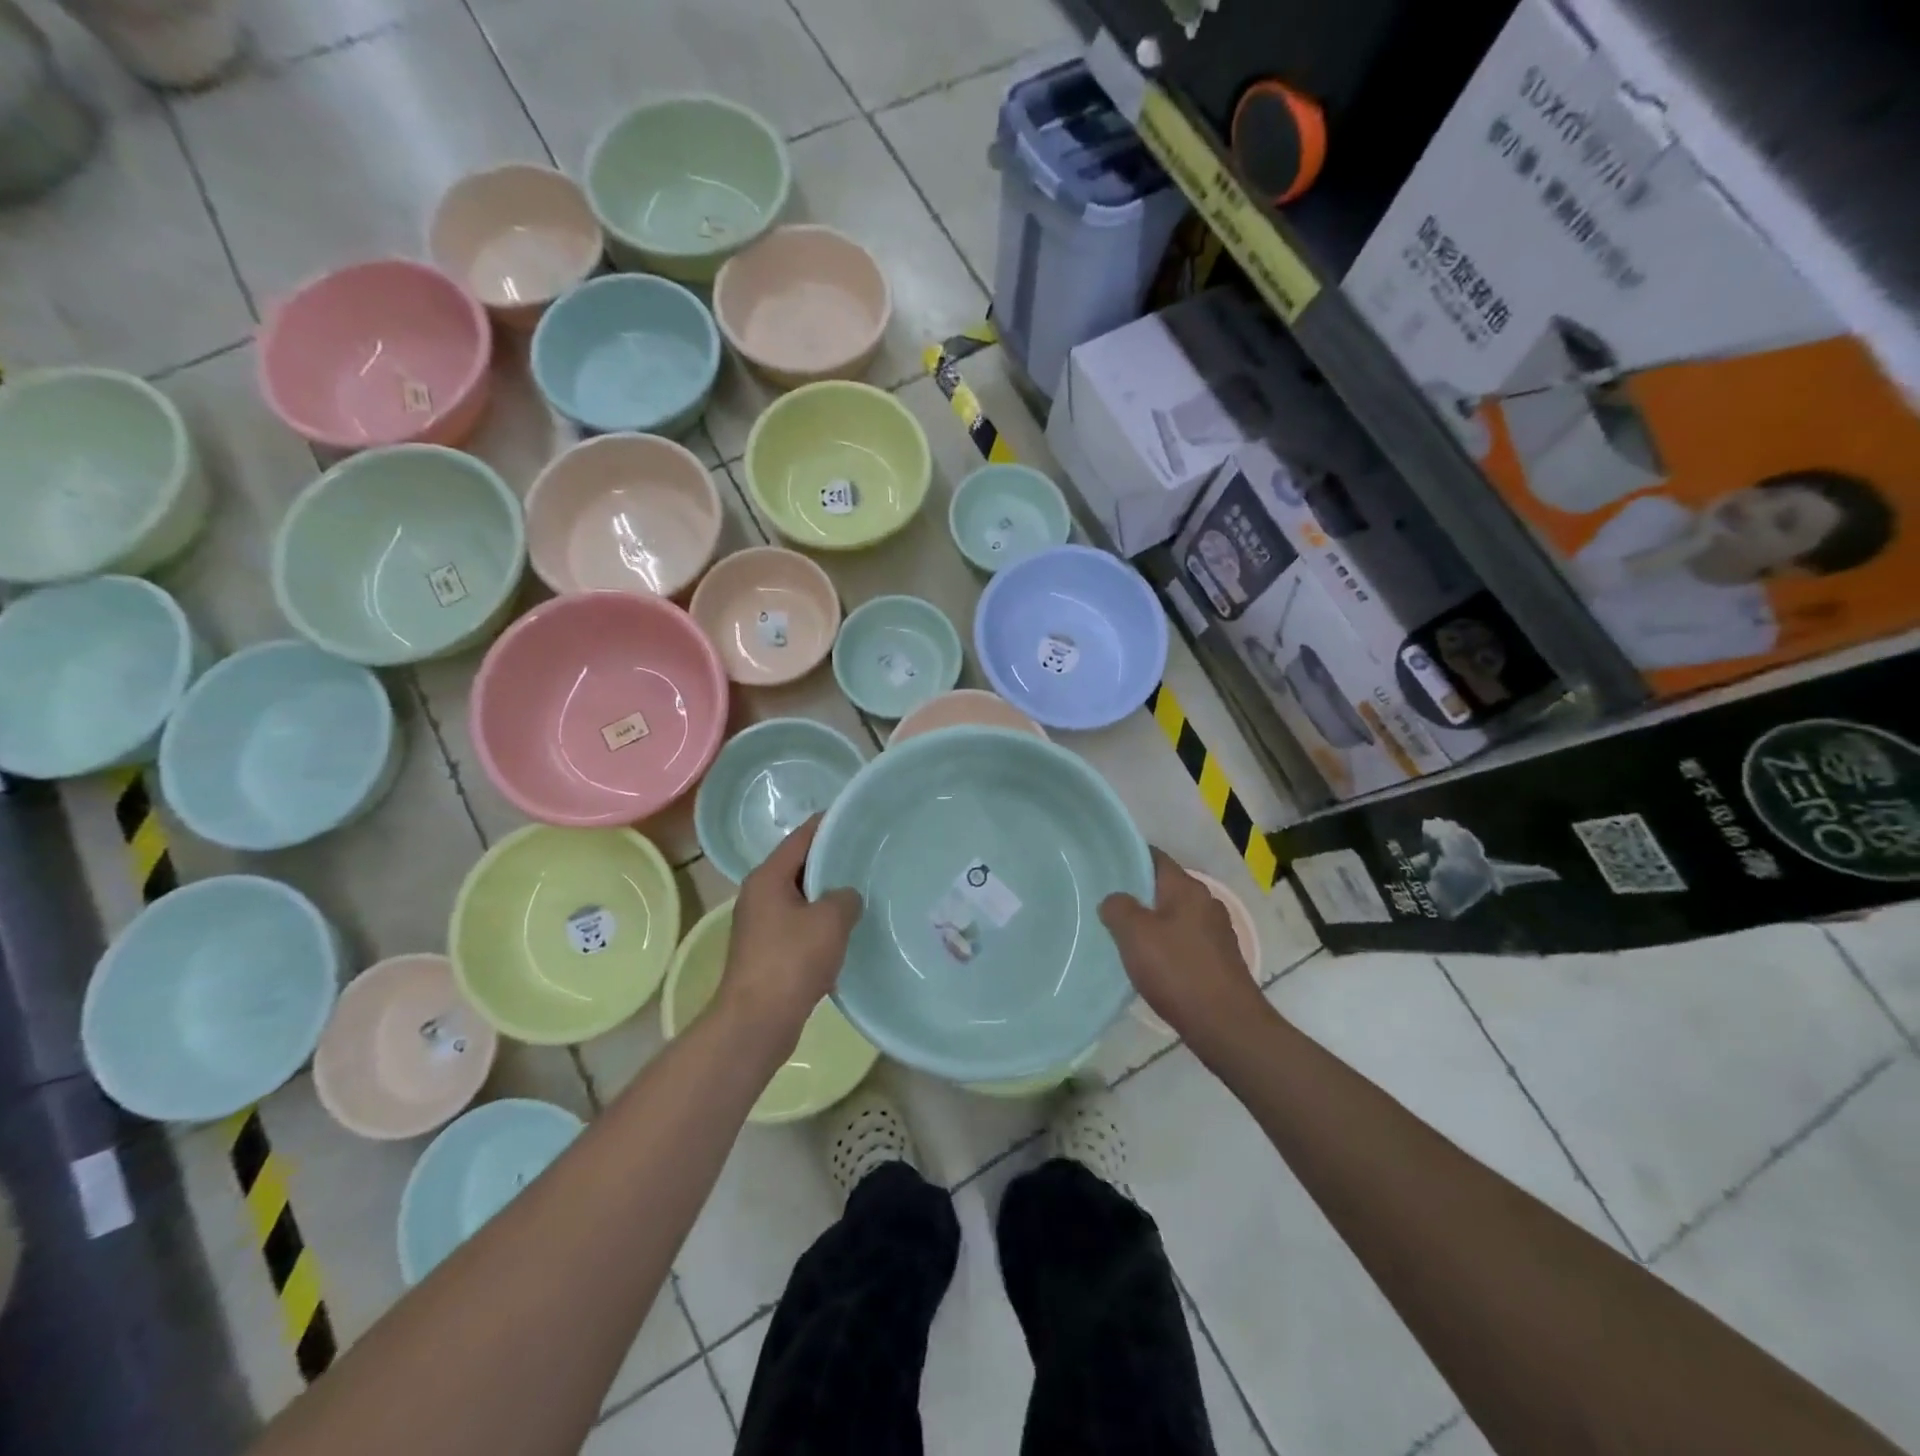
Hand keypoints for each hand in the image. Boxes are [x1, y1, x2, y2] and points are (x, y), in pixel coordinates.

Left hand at [718, 814, 862, 1056]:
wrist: (757, 1021)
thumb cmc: (791, 961)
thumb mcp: (830, 920)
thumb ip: (845, 896)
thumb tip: (847, 896)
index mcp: (767, 877)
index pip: (802, 837)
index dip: (829, 824)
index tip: (857, 818)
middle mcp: (759, 895)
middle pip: (800, 866)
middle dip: (832, 860)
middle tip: (868, 855)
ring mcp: (761, 925)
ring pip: (801, 897)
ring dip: (828, 895)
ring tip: (864, 891)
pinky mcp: (768, 951)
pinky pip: (800, 925)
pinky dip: (821, 923)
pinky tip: (847, 931)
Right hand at [1100, 849, 1264, 1053]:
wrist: (1227, 1025)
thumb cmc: (1178, 971)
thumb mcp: (1135, 934)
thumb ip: (1118, 908)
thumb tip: (1114, 900)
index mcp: (1187, 888)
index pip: (1155, 858)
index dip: (1130, 857)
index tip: (1105, 866)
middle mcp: (1206, 902)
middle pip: (1165, 887)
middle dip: (1138, 893)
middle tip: (1106, 903)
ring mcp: (1216, 932)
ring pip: (1175, 915)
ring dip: (1151, 922)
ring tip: (1122, 935)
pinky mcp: (1220, 959)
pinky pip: (1185, 940)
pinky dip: (1166, 945)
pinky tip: (1150, 963)